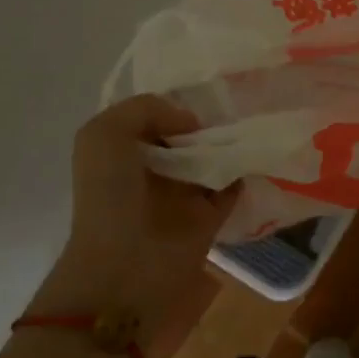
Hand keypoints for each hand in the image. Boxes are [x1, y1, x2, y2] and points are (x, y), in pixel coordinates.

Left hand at [32, 95, 238, 330]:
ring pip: (212, 158)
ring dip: (229, 143)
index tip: (203, 89)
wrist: (124, 267)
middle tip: (234, 103)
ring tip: (250, 122)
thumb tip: (192, 124)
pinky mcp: (209, 217)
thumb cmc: (108, 194)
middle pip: (187, 136)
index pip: (156, 116)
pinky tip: (254, 151)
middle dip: (208, 120)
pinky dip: (245, 171)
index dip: (176, 102)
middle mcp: (153, 170)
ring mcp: (182, 195)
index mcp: (124, 150)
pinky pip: (233, 186)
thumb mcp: (104, 133)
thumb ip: (146, 108)